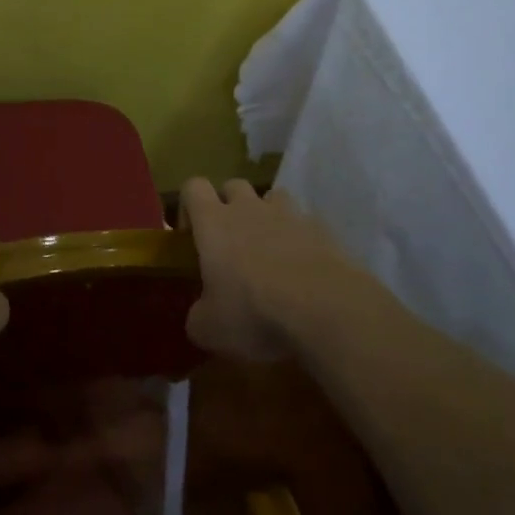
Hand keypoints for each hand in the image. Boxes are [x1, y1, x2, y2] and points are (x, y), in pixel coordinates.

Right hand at [180, 178, 360, 360]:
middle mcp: (249, 209)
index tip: (191, 234)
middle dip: (228, 205)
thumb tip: (200, 315)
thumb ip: (198, 315)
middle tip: (229, 241)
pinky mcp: (322, 229)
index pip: (193, 187)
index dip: (189, 206)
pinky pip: (304, 222)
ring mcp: (289, 215)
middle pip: (233, 185)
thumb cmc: (254, 312)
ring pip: (272, 197)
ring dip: (266, 215)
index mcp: (214, 223)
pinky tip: (302, 267)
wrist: (325, 309)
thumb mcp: (209, 328)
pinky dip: (299, 237)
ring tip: (269, 247)